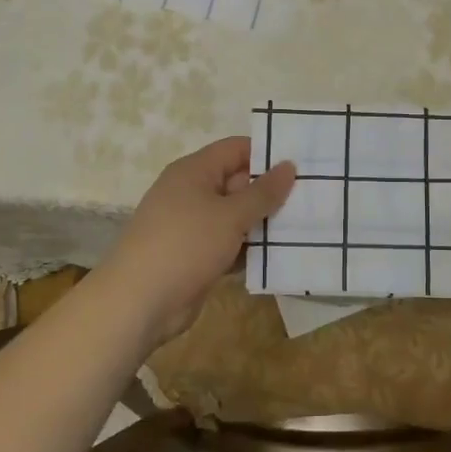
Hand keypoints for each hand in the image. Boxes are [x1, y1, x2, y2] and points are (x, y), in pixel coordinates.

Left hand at [103, 136, 295, 345]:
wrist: (138, 303)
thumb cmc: (185, 245)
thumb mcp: (230, 215)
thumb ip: (263, 192)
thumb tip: (289, 165)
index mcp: (194, 171)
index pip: (236, 149)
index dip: (267, 154)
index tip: (302, 164)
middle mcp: (191, 192)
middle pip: (238, 182)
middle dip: (271, 192)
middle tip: (312, 198)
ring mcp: (192, 226)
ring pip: (235, 216)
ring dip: (263, 223)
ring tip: (305, 227)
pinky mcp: (195, 256)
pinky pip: (229, 243)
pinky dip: (249, 248)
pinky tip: (279, 256)